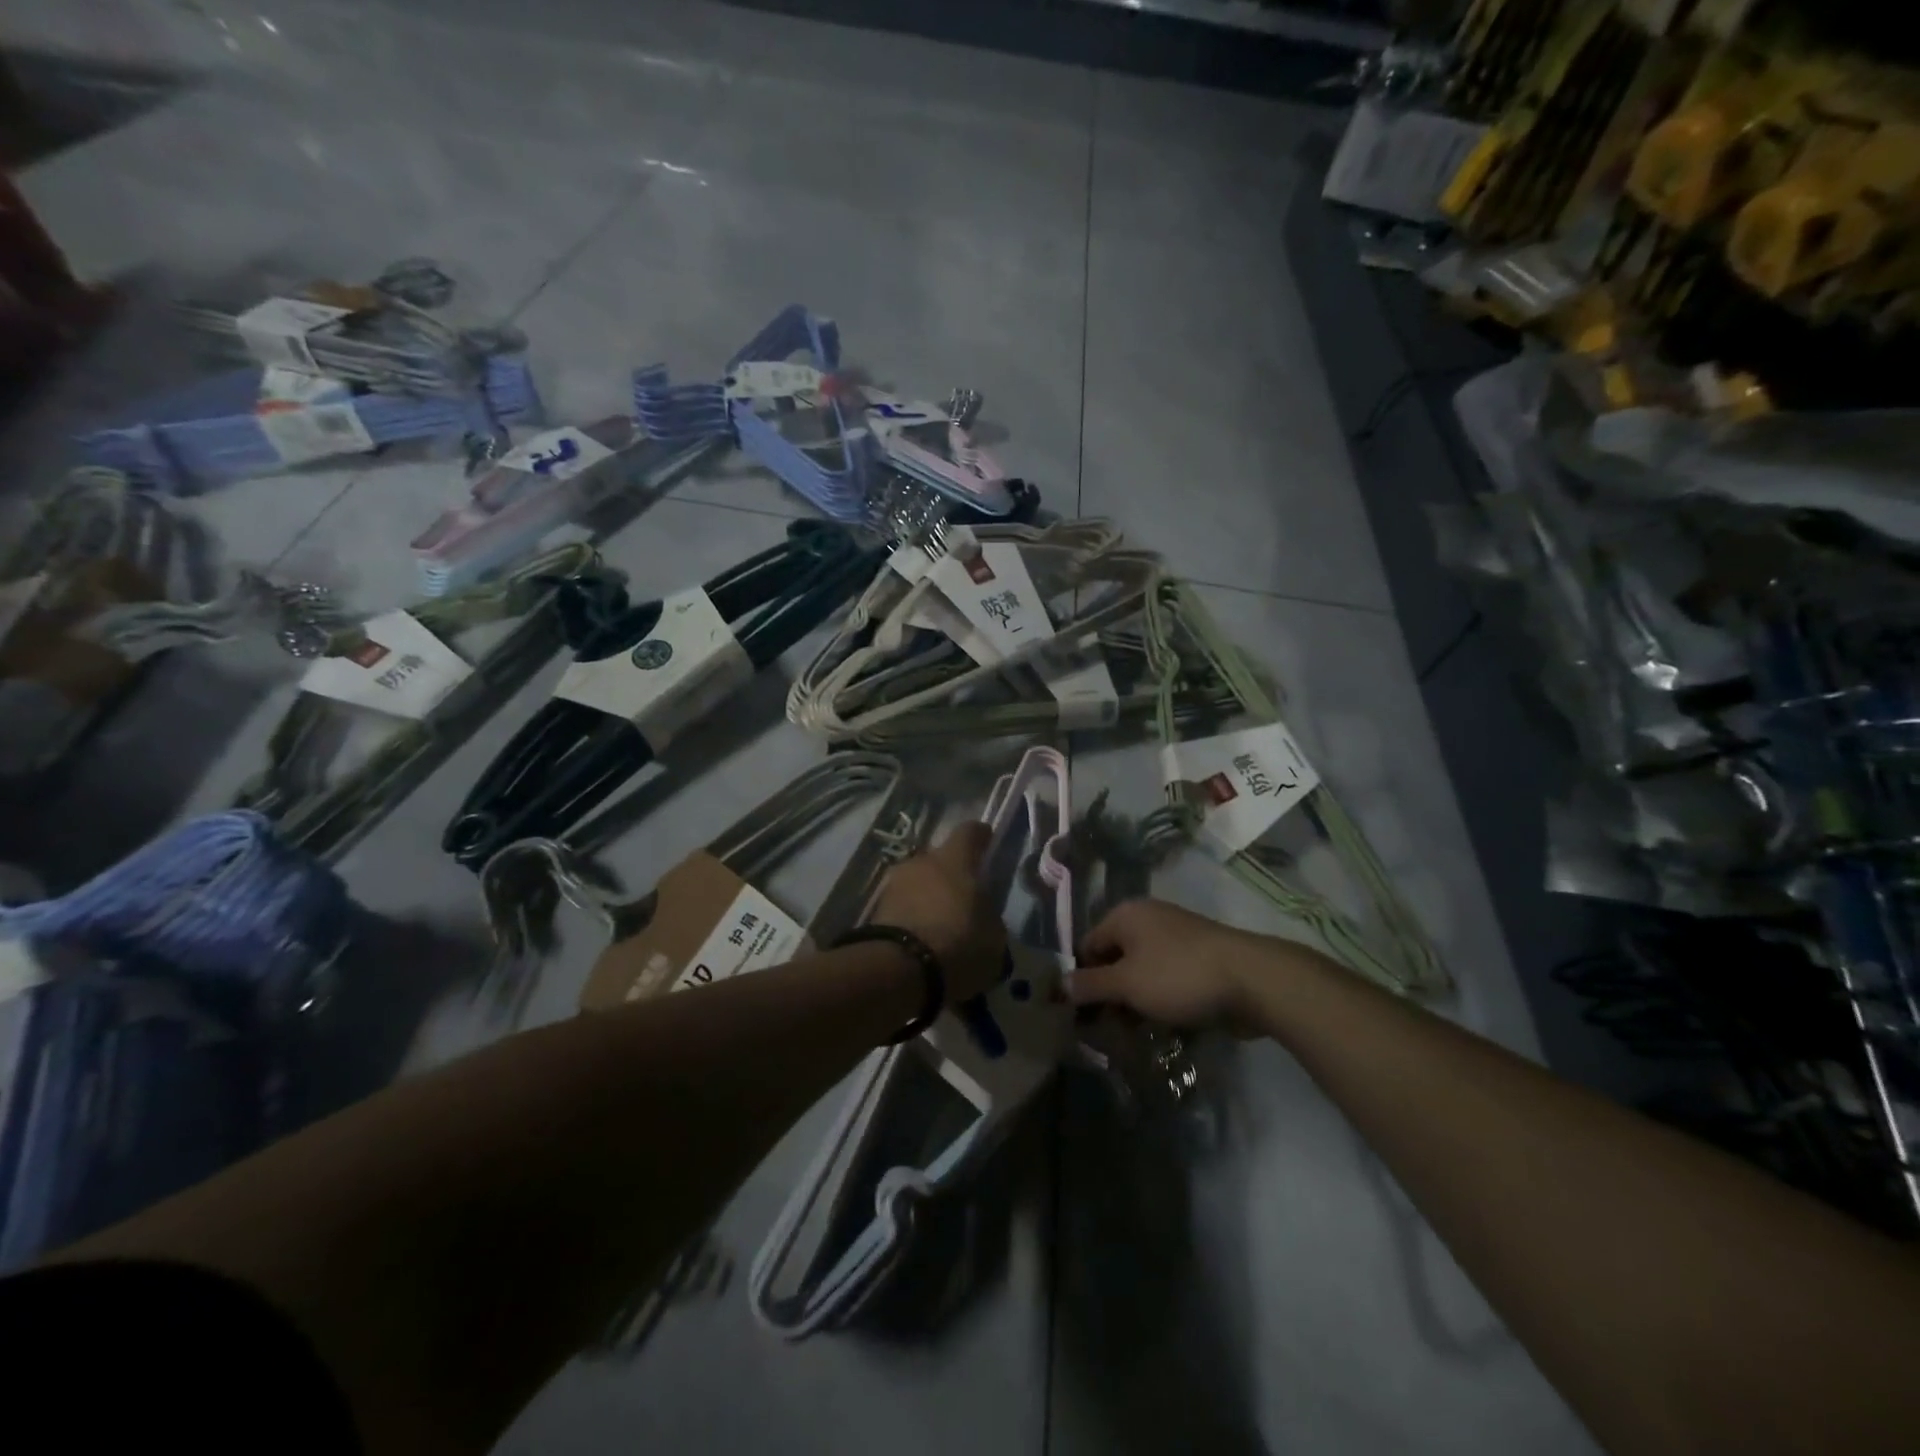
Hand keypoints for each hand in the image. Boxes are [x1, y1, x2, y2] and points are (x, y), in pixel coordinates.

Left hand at [871, 822, 1005, 1002]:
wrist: (899, 970)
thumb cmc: (958, 943)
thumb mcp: (994, 936)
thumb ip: (988, 915)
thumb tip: (982, 913)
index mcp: (954, 860)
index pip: (969, 832)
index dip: (980, 837)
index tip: (987, 842)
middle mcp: (921, 862)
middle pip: (939, 858)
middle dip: (951, 872)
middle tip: (963, 895)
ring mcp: (894, 884)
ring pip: (918, 882)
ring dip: (928, 895)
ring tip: (940, 921)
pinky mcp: (876, 910)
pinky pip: (903, 905)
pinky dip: (912, 915)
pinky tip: (922, 937)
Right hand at [1070, 899, 1318, 1031]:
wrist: (1252, 980)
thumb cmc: (1179, 975)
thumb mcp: (1127, 983)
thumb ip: (1090, 985)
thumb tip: (1059, 984)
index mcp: (1126, 916)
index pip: (1087, 946)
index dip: (1080, 979)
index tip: (1078, 1016)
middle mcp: (1148, 920)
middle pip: (1114, 959)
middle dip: (1108, 995)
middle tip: (1104, 1032)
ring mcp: (1176, 938)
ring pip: (1141, 972)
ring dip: (1133, 1003)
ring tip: (1132, 1036)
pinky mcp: (1198, 959)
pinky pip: (1166, 979)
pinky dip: (1158, 1000)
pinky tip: (1160, 1027)